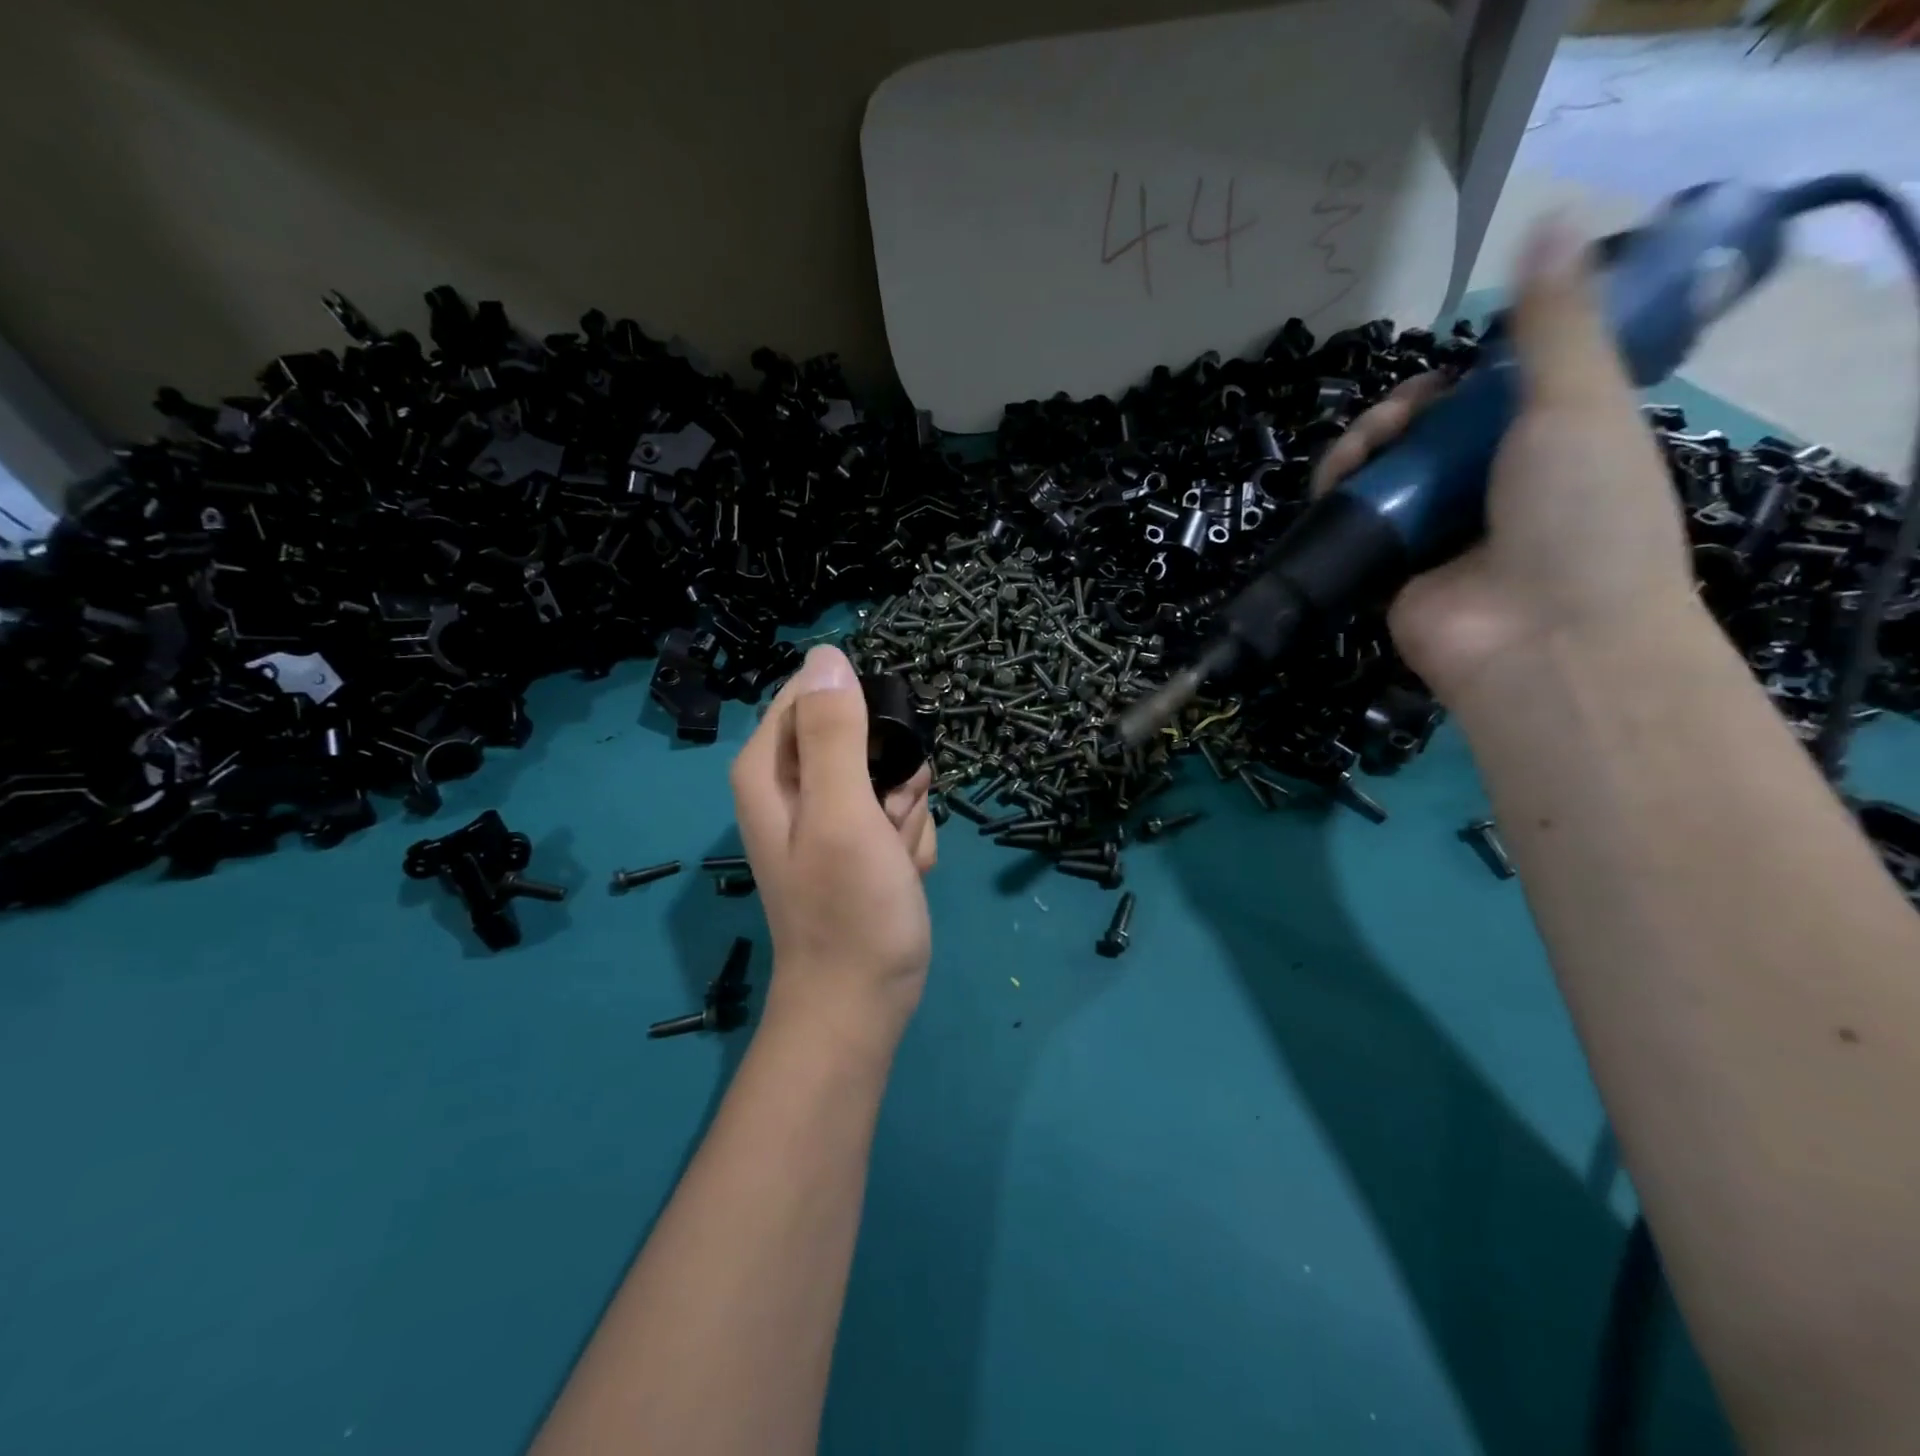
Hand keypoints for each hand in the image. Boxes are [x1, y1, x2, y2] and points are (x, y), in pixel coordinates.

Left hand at [730, 646, 937, 1044]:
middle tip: (886, 823)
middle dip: (893, 779)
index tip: (878, 767)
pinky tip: (899, 874)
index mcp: (770, 767)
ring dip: (906, 815)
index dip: (864, 721)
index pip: (819, 695)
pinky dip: (909, 841)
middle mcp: (794, 784)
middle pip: (865, 736)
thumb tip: (829, 656)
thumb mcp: (841, 813)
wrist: (862, 1001)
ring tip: (891, 858)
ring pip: (893, 776)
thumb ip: (834, 734)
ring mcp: (831, 814)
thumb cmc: (848, 909)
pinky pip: (900, 813)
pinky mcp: (859, 840)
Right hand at [1312, 217, 1700, 706]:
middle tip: (1402, 418)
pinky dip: (1338, 497)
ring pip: (1381, 475)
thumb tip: (1553, 218)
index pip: (1487, 400)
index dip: (1458, 380)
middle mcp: (1487, 490)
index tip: (1447, 378)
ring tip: (1364, 451)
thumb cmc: (1579, 513)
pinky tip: (1336, 483)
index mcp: (1547, 447)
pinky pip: (1355, 523)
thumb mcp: (1580, 402)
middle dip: (1401, 414)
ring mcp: (1434, 534)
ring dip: (1363, 448)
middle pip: (1424, 434)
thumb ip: (1555, 323)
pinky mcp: (1388, 571)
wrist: (1543, 636)